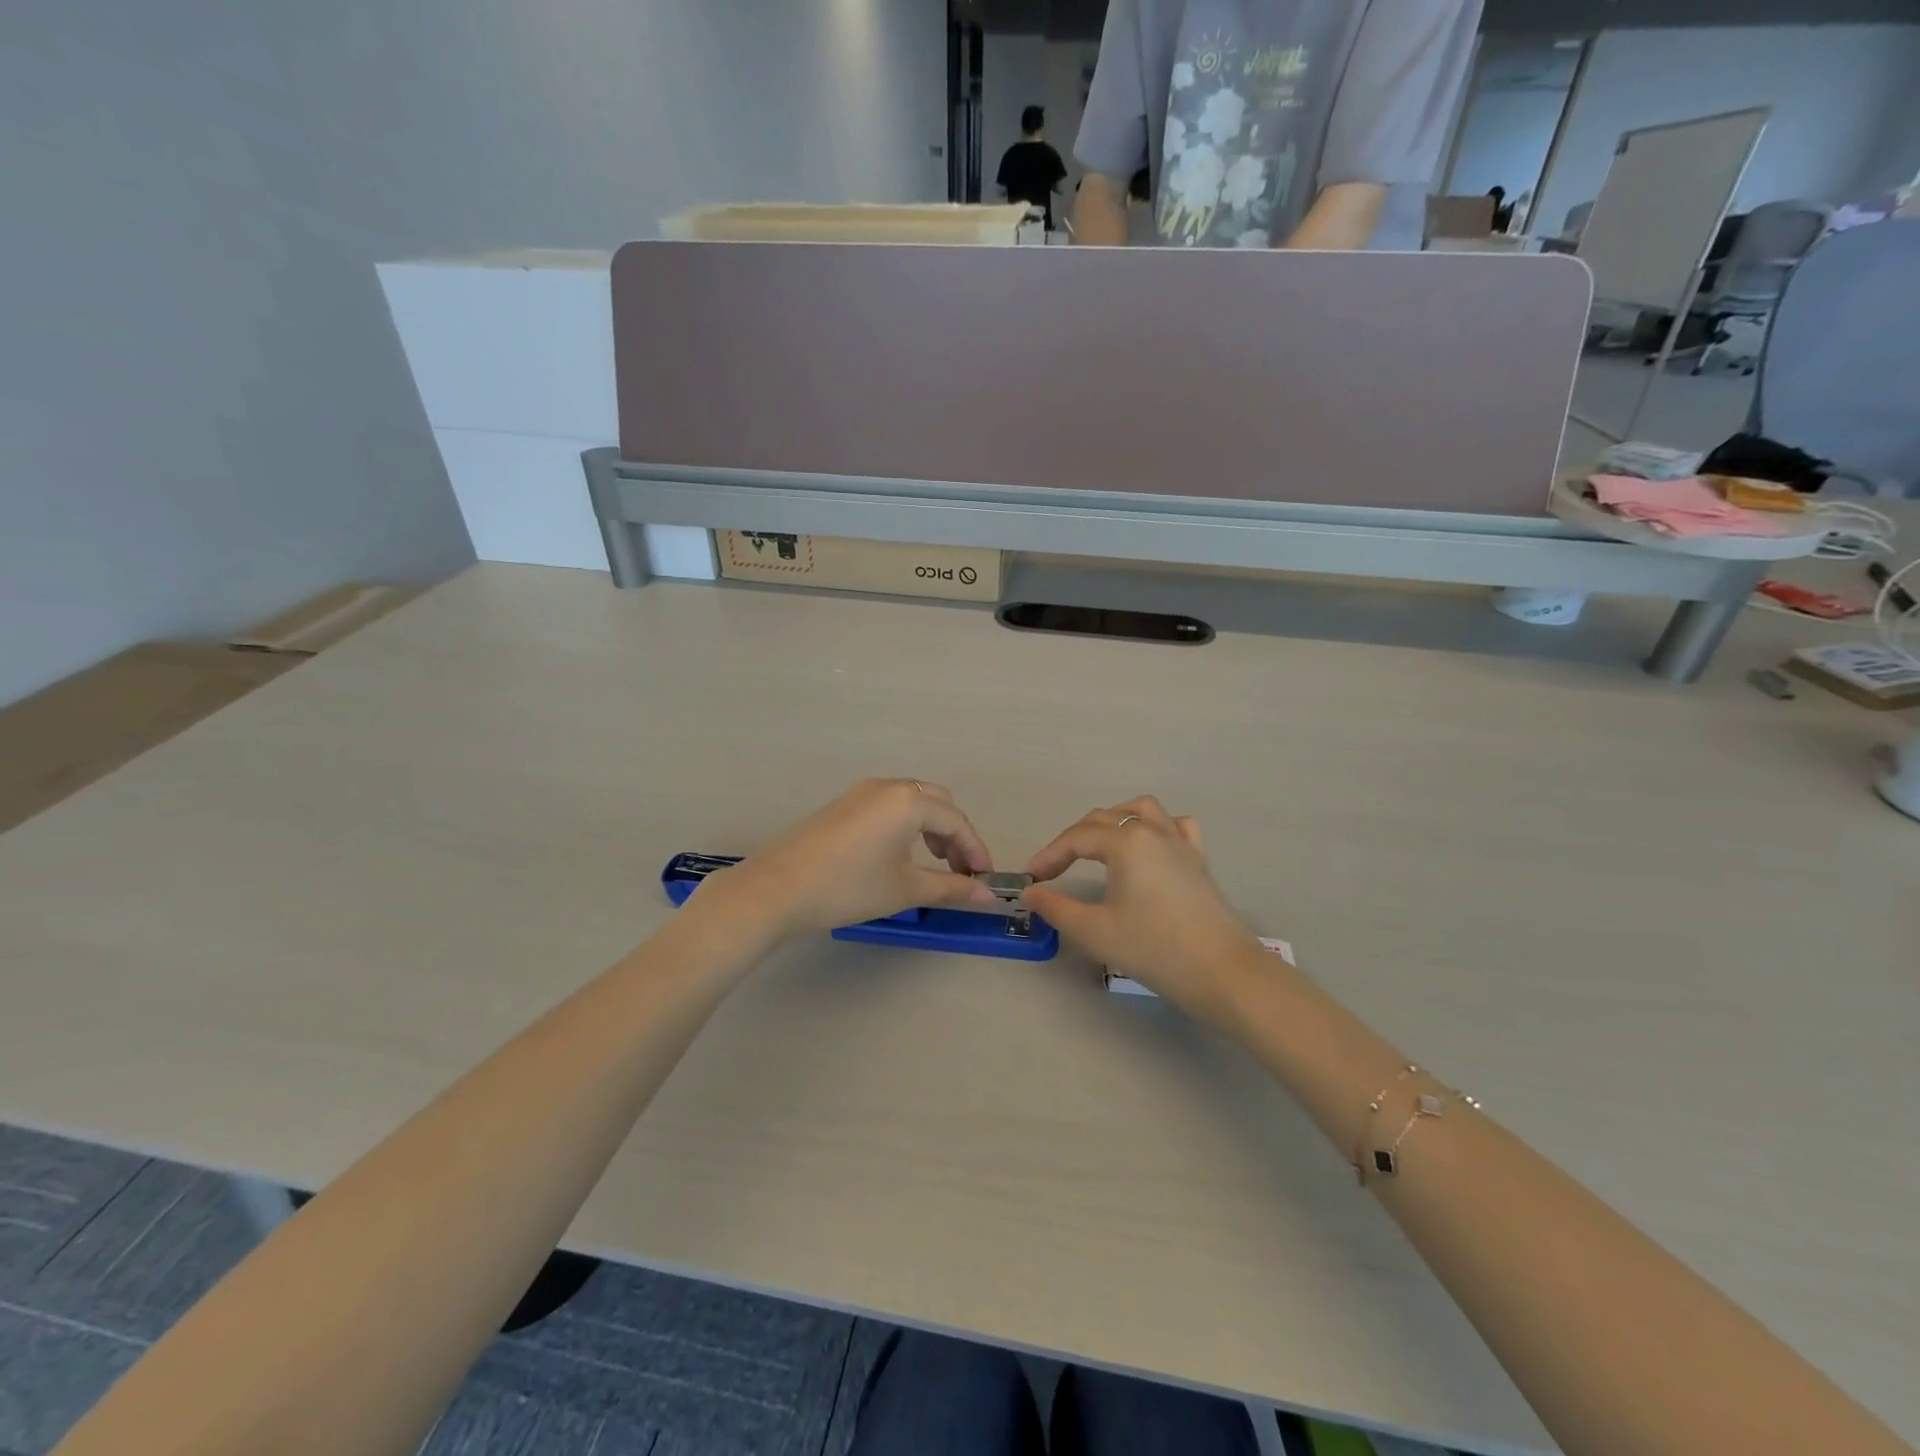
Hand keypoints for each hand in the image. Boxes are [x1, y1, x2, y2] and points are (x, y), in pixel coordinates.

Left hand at [709, 779, 1001, 939]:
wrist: (777, 890)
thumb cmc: (849, 887)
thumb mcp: (905, 890)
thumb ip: (951, 887)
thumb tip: (988, 895)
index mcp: (909, 800)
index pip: (956, 822)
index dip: (976, 850)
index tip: (985, 879)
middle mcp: (888, 786)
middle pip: (937, 803)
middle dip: (955, 835)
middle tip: (960, 871)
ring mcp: (862, 792)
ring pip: (912, 802)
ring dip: (931, 829)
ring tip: (934, 864)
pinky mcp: (843, 805)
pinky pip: (889, 806)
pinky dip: (906, 825)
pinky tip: (899, 854)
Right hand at [1023, 797, 1263, 1026]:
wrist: (1221, 972)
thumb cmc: (1153, 948)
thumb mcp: (1094, 931)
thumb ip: (1056, 907)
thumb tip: (1030, 893)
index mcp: (1126, 842)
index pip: (1076, 839)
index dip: (1049, 856)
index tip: (1030, 878)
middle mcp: (1153, 831)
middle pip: (1104, 819)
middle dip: (1074, 840)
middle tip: (1055, 870)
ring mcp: (1180, 842)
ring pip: (1142, 810)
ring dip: (1114, 821)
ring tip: (1097, 845)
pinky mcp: (1198, 859)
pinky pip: (1175, 826)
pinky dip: (1155, 826)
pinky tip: (1148, 846)